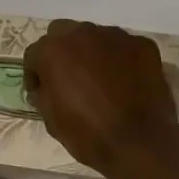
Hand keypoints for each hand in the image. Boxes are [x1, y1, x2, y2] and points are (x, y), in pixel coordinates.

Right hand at [23, 20, 178, 178]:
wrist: (140, 145)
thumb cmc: (88, 134)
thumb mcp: (51, 120)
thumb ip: (43, 93)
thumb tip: (45, 87)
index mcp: (53, 50)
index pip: (35, 54)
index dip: (36, 74)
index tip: (41, 91)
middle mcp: (82, 33)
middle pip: (63, 33)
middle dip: (63, 52)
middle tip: (70, 78)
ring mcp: (116, 36)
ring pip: (95, 37)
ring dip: (92, 52)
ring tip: (101, 79)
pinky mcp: (143, 44)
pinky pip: (124, 47)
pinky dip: (121, 60)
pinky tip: (126, 82)